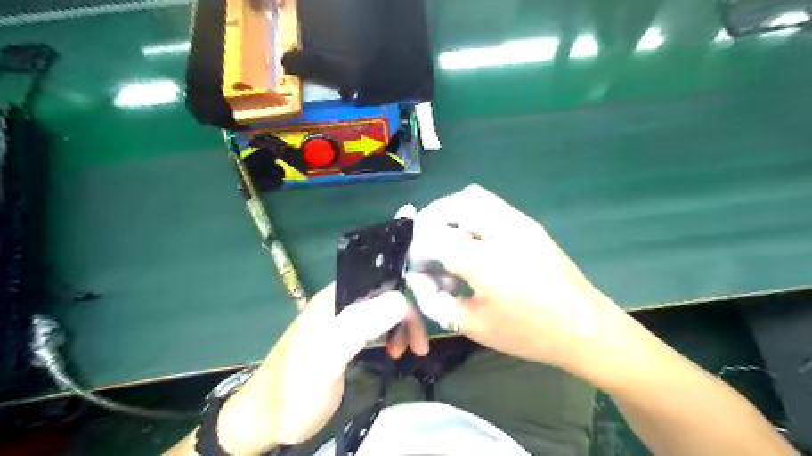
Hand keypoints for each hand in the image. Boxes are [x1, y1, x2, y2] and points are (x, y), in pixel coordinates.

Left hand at [218, 286, 427, 454]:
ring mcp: (339, 319)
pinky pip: (372, 325)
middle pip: (382, 297)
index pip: (378, 282)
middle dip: (405, 317)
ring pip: (379, 311)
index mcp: (335, 298)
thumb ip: (361, 326)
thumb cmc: (297, 388)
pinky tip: (391, 350)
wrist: (265, 418)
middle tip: (419, 345)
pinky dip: (387, 335)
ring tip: (405, 352)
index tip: (420, 323)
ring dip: (398, 327)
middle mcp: (338, 302)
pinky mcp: (341, 336)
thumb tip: (400, 300)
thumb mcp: (329, 358)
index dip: (404, 297)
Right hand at [406, 186, 621, 373]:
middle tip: (424, 243)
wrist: (584, 327)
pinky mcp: (529, 223)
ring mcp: (520, 223)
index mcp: (487, 264)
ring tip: (443, 237)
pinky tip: (469, 240)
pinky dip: (468, 214)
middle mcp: (503, 232)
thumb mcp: (472, 325)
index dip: (418, 249)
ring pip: (473, 196)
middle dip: (430, 219)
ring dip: (449, 212)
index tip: (415, 265)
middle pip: (455, 203)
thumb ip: (435, 300)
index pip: (436, 238)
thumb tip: (417, 277)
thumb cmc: (527, 333)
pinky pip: (489, 204)